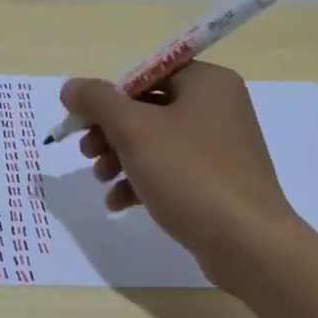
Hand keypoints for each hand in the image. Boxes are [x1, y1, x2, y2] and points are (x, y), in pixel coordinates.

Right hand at [63, 62, 301, 285]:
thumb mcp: (134, 130)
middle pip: (148, 109)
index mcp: (207, 83)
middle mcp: (218, 108)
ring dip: (120, 158)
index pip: (147, 74)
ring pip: (156, 143)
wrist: (247, 243)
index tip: (82, 122)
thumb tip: (71, 87)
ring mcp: (221, 147)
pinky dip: (142, 181)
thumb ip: (97, 101)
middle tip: (87, 153)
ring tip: (101, 180)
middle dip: (111, 132)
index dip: (109, 96)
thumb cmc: (190, 174)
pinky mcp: (218, 182)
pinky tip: (118, 203)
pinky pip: (171, 171)